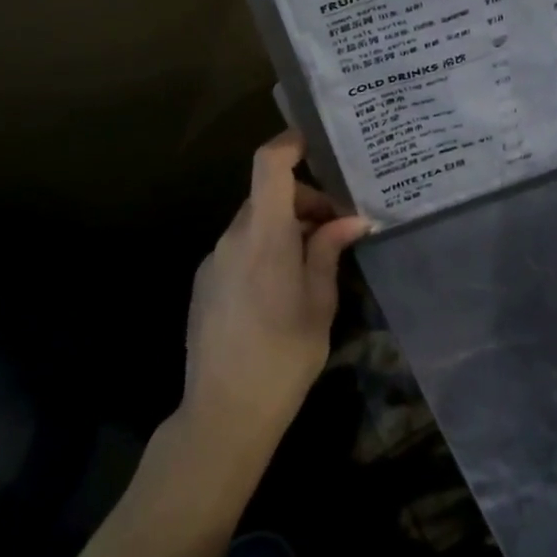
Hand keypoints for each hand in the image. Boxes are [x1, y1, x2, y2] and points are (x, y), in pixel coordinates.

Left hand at [181, 130, 371, 468]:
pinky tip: (284, 285)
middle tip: (337, 227)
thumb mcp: (319, 303)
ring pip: (255, 222)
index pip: (269, 165)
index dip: (290, 143)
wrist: (222, 415)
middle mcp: (232, 238)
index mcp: (264, 236)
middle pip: (268, 194)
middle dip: (305, 200)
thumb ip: (328, 252)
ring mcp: (214, 260)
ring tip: (315, 259)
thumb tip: (350, 220)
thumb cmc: (283, 356)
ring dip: (286, 226)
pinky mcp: (205, 282)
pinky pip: (240, 247)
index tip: (317, 141)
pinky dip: (265, 247)